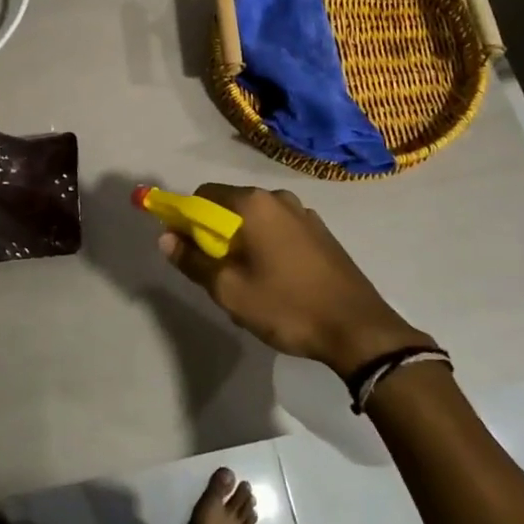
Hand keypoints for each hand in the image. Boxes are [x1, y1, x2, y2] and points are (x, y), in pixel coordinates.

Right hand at [158, 184, 431, 376]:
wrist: (358, 329)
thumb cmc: (287, 306)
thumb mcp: (229, 290)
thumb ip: (193, 261)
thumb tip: (166, 237)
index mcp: (254, 204)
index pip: (204, 194)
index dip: (186, 218)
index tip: (187, 250)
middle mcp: (278, 199)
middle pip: (230, 206)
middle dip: (216, 235)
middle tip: (219, 275)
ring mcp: (304, 214)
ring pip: (256, 221)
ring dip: (243, 244)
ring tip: (250, 285)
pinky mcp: (322, 233)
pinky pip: (280, 231)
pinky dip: (267, 248)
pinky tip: (278, 283)